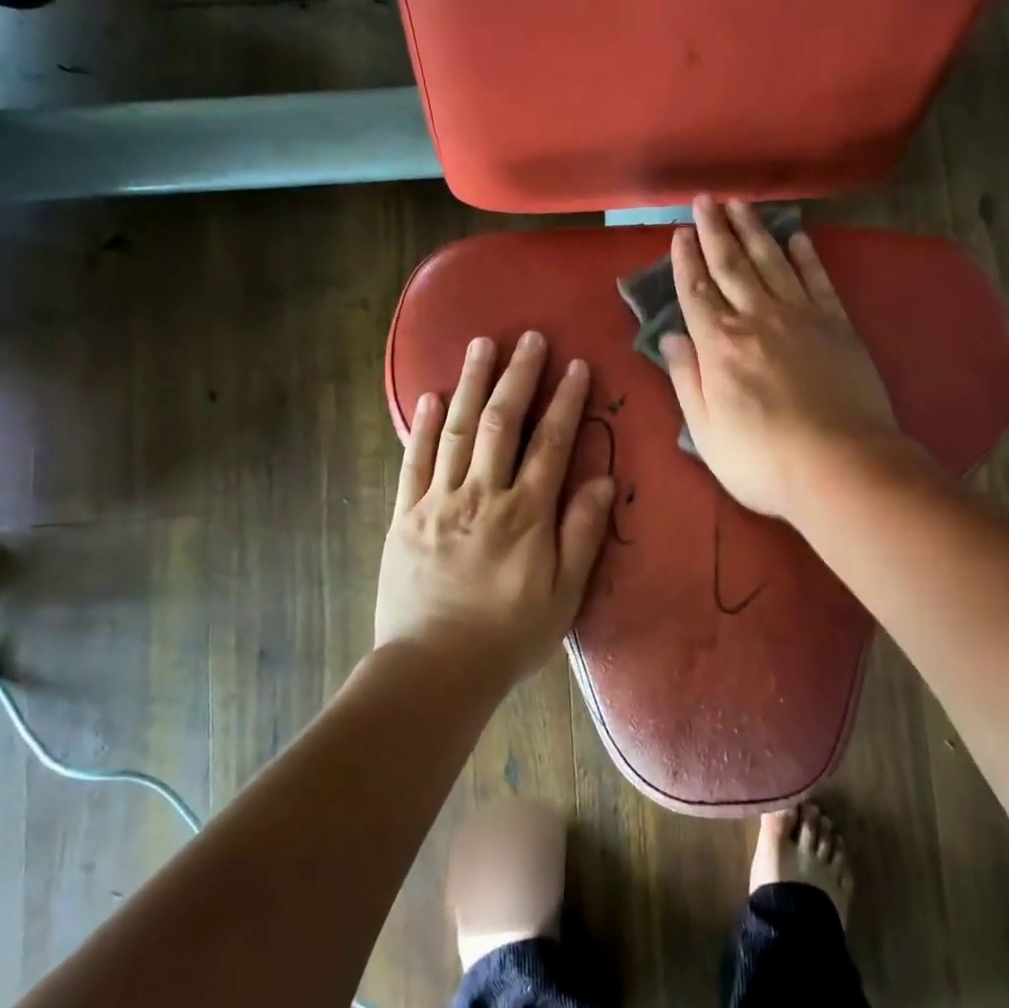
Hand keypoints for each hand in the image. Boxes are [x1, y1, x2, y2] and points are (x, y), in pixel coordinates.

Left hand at [375, 331, 618, 686]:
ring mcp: (438, 502)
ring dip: (470, 384)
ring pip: (457, 430)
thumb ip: (582, 533)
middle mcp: (482, 495)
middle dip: (517, 376)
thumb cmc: (508, 636)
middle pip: (501, 422)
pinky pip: (414, 462)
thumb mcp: (564, 595)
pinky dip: (423, 427)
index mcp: (525, 514)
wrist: (434, 670)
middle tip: (528, 337)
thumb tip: (602, 479)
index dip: (565, 401)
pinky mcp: (406, 516)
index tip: (575, 366)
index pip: (550, 443)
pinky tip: (430, 397)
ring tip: (480, 344)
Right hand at [661, 196, 900, 519]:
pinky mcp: (837, 324)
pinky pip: (817, 279)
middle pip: (731, 266)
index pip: (696, 293)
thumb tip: (670, 336)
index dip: (685, 262)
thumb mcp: (705, 431)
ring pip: (771, 262)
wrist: (840, 465)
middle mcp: (757, 319)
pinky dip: (806, 255)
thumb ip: (686, 378)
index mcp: (719, 345)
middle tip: (705, 199)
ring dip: (754, 231)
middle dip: (714, 231)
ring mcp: (800, 317)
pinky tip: (797, 237)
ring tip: (740, 204)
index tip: (679, 234)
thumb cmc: (762, 459)